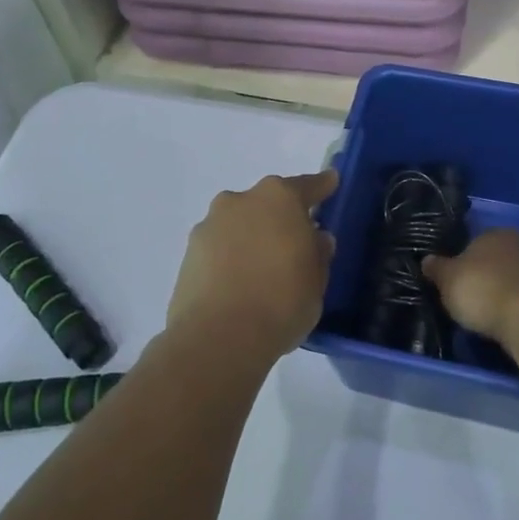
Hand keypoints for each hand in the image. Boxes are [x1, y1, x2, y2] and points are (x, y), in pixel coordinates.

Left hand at [165, 170, 337, 364]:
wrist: (218, 337)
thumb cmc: (281, 302)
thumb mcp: (316, 281)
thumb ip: (317, 253)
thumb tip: (314, 238)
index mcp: (279, 198)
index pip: (306, 186)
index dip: (321, 186)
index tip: (330, 181)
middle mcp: (241, 201)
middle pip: (267, 203)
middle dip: (280, 218)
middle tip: (293, 244)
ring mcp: (210, 225)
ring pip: (239, 224)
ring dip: (251, 238)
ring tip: (261, 271)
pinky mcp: (188, 253)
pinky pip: (219, 248)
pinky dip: (229, 258)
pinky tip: (238, 284)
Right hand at [424, 228, 518, 354]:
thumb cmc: (483, 291)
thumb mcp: (448, 280)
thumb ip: (436, 269)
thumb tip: (426, 260)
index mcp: (495, 232)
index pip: (473, 243)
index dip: (460, 263)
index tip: (453, 283)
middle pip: (494, 261)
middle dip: (482, 278)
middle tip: (467, 301)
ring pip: (511, 280)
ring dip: (500, 294)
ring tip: (486, 317)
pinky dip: (515, 309)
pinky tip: (506, 324)